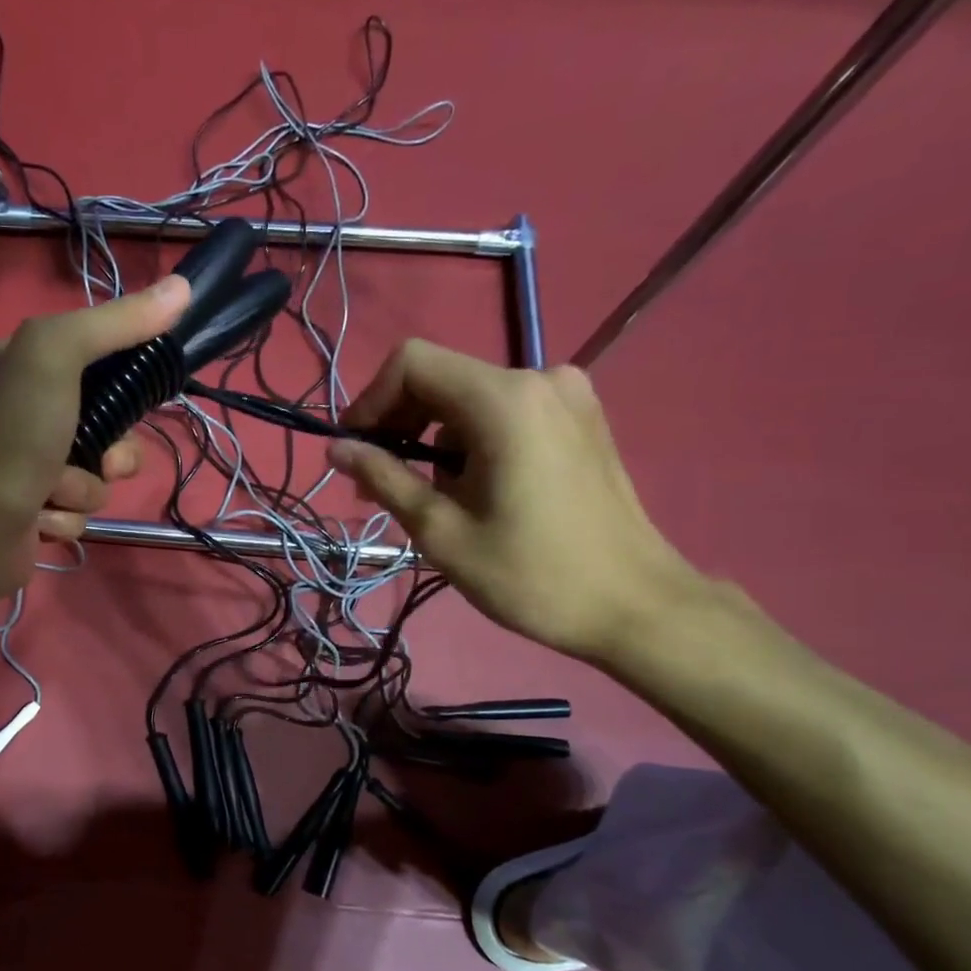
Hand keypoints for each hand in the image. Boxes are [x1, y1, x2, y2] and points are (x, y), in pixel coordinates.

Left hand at [0, 276, 190, 613]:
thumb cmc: (9, 438)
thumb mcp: (54, 357)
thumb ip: (114, 323)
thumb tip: (182, 288)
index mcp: (21, 366)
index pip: (96, 355)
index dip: (126, 375)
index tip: (142, 391)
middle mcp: (24, 412)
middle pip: (108, 422)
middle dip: (114, 447)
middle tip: (102, 458)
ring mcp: (30, 466)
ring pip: (99, 473)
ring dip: (86, 487)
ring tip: (55, 493)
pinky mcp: (36, 513)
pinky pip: (79, 511)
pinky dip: (66, 517)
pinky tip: (39, 520)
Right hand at [327, 339, 700, 661]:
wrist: (635, 607)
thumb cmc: (531, 575)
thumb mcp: (441, 531)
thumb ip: (384, 478)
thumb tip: (336, 448)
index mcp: (503, 400)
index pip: (412, 363)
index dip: (371, 401)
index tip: (355, 451)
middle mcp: (539, 379)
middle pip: (441, 378)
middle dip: (398, 424)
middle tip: (378, 484)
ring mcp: (567, 396)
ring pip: (470, 399)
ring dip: (433, 439)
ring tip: (427, 498)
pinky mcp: (581, 418)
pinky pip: (504, 413)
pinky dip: (471, 442)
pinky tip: (472, 490)